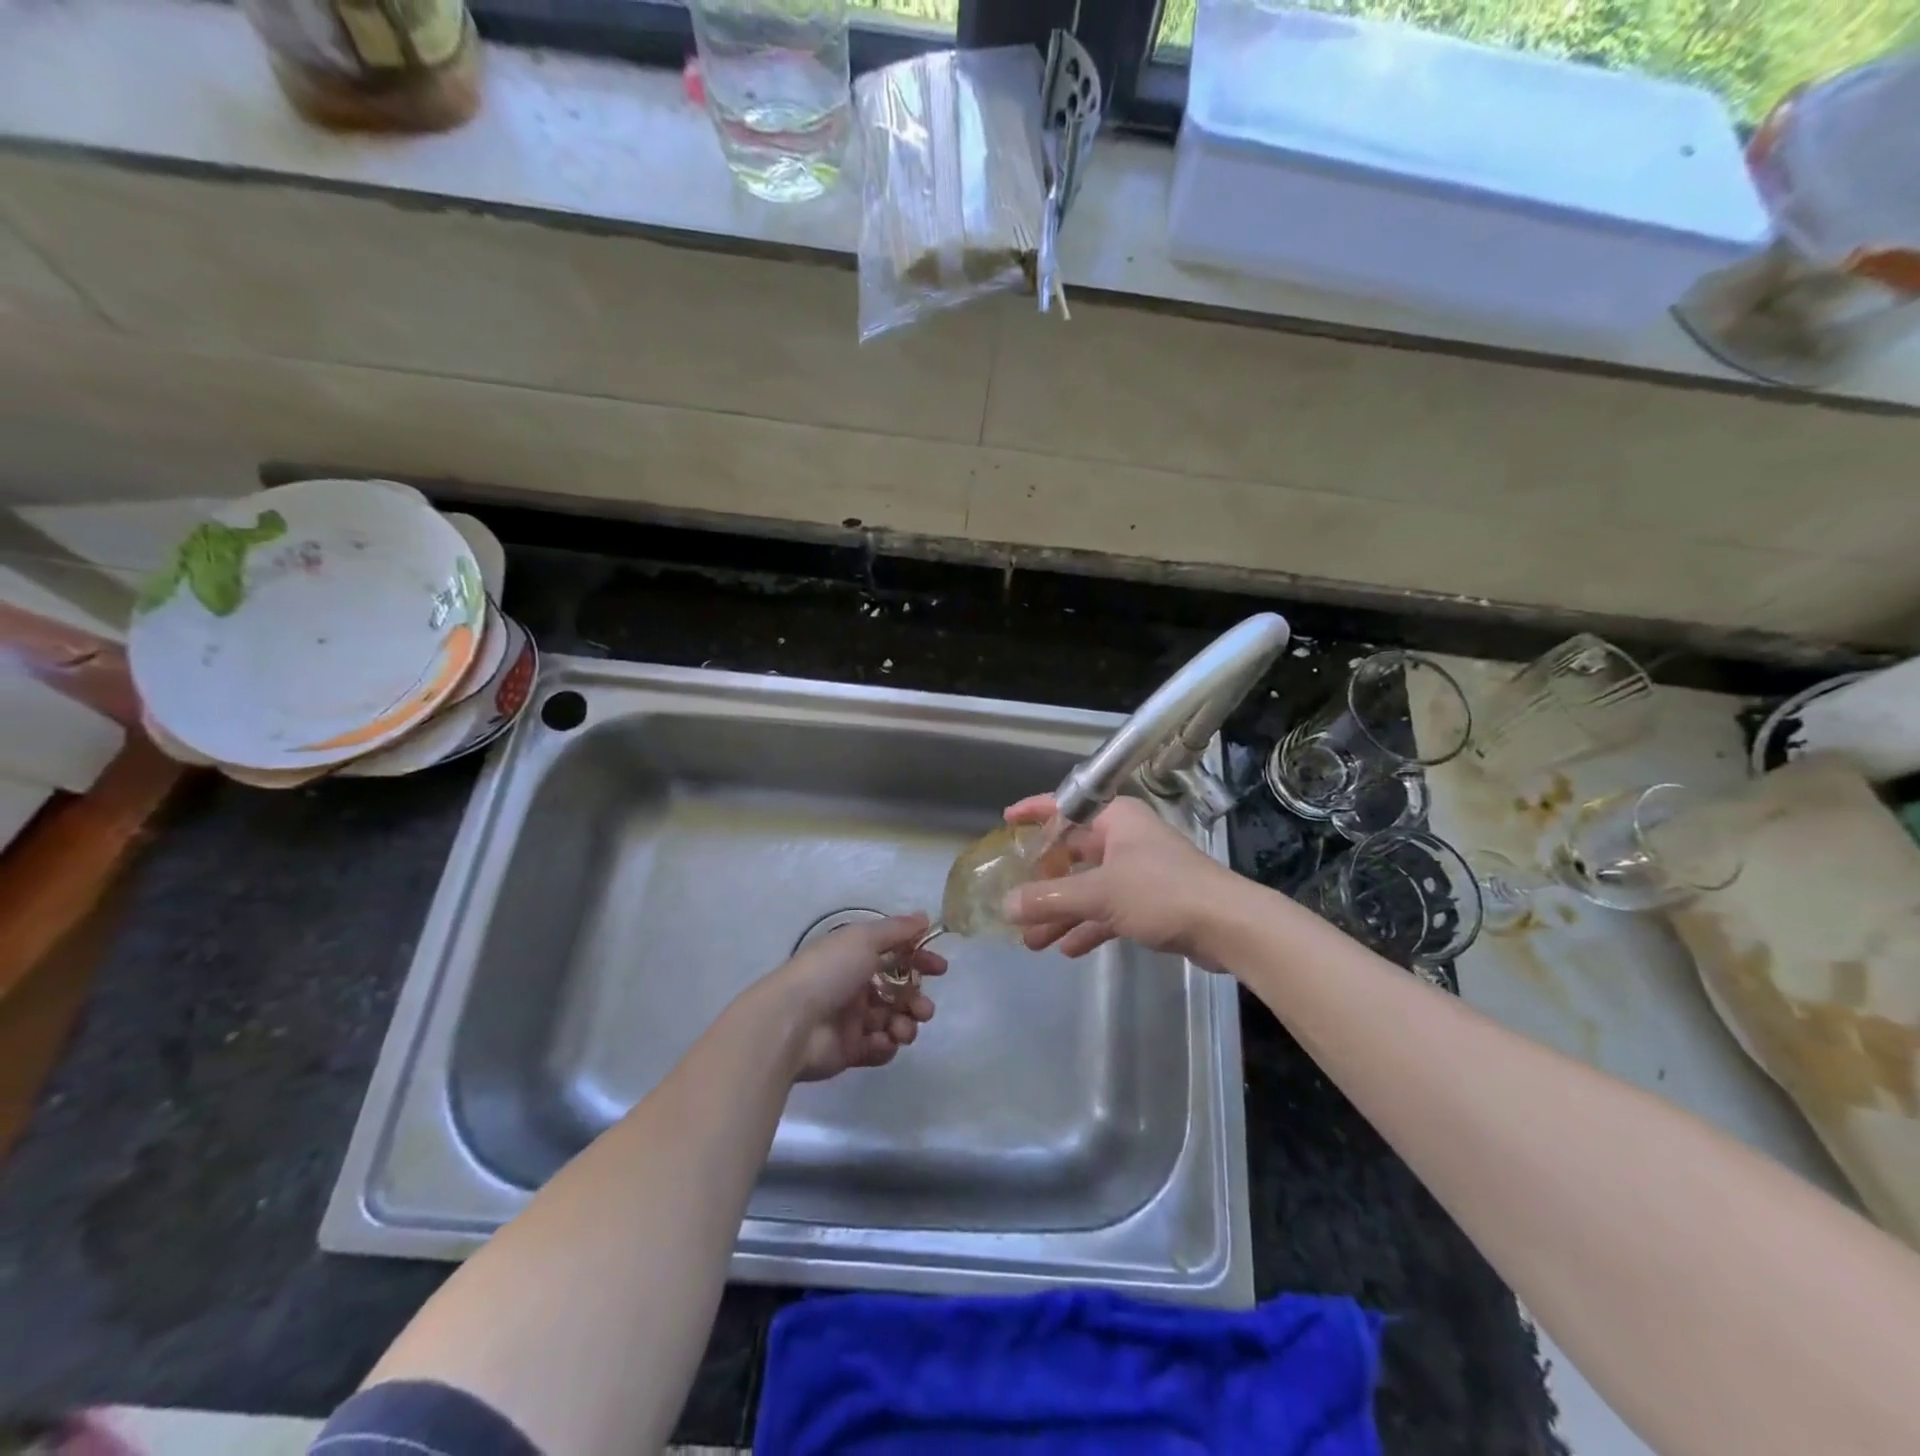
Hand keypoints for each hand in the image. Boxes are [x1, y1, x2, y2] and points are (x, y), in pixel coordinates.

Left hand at [758, 913, 944, 1081]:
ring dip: (906, 1024)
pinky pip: (878, 1048)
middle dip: (917, 1000)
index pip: (895, 955)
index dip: (919, 959)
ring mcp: (851, 1020)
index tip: (940, 969)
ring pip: (892, 1021)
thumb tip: (924, 917)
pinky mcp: (849, 1051)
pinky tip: (882, 1042)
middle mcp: (854, 986)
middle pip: (897, 992)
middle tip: (924, 1009)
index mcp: (854, 956)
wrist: (790, 1022)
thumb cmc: (829, 972)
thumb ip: (896, 930)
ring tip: (903, 1030)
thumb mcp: (863, 939)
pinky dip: (886, 1045)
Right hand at [1002, 795, 1238, 961]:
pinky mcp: (1152, 903)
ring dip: (1061, 912)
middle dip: (1043, 882)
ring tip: (1031, 941)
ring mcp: (1139, 872)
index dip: (1034, 812)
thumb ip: (1050, 899)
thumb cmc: (1161, 892)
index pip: (1065, 806)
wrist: (1229, 926)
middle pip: (1073, 854)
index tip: (1006, 822)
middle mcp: (1125, 839)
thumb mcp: (1099, 893)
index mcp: (1115, 819)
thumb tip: (1006, 905)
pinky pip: (1108, 910)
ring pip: (1089, 887)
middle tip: (1013, 901)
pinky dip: (1088, 926)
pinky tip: (1067, 949)